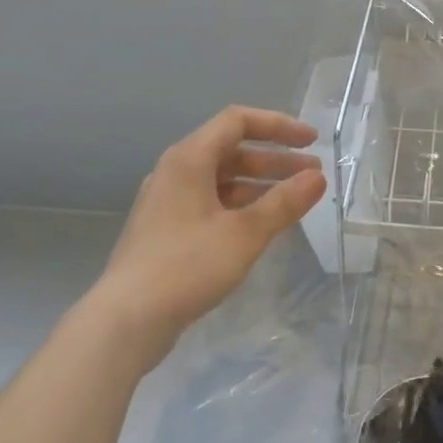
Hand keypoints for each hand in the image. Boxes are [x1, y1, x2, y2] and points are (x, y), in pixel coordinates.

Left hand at [99, 105, 325, 368]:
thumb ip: (284, 203)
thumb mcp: (245, 234)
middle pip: (232, 150)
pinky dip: (240, 205)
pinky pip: (210, 202)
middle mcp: (175, 171)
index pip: (238, 121)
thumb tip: (317, 178)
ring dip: (260, 184)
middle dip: (275, 160)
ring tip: (294, 201)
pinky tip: (262, 225)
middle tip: (312, 176)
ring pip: (222, 179)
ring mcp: (168, 201)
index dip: (278, 126)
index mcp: (189, 159)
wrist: (125, 321)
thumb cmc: (186, 267)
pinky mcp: (166, 229)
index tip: (311, 142)